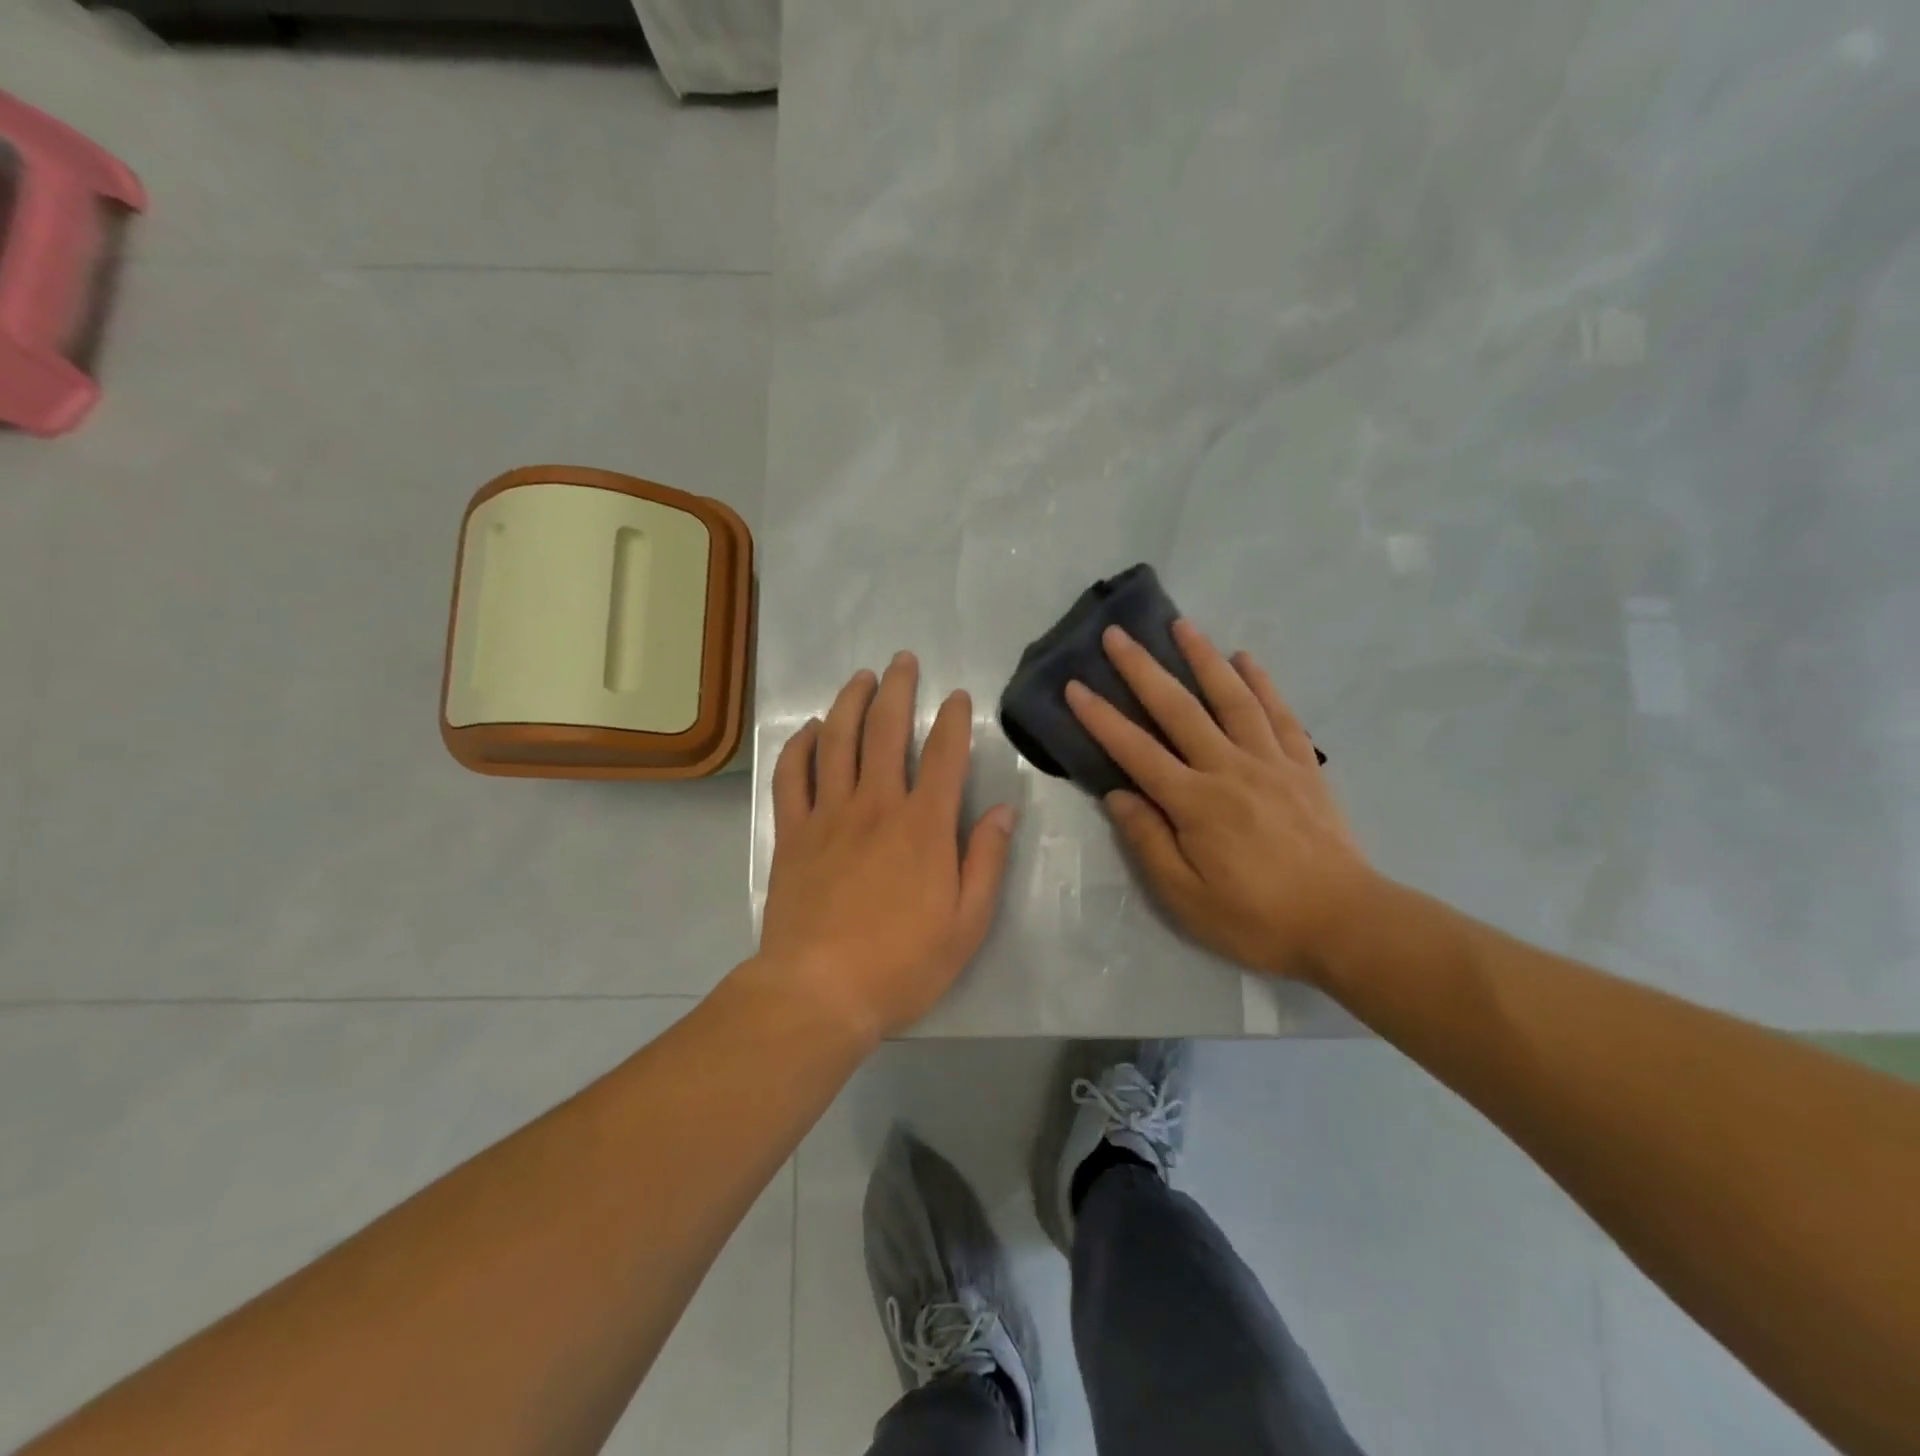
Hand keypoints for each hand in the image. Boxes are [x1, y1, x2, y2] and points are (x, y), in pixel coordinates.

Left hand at [756, 652, 1015, 1042]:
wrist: (819, 992)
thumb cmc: (901, 964)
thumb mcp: (966, 924)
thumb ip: (986, 861)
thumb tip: (1006, 811)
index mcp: (924, 826)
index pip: (945, 755)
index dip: (955, 720)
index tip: (958, 697)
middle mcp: (877, 805)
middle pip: (886, 730)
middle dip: (898, 689)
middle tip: (903, 660)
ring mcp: (828, 815)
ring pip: (838, 741)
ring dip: (850, 702)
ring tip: (861, 677)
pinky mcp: (792, 833)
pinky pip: (792, 776)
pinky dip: (801, 746)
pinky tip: (812, 730)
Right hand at [1065, 621, 1376, 980]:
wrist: (1346, 924)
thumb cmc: (1257, 918)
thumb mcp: (1185, 898)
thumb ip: (1148, 842)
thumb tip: (1118, 795)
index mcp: (1195, 802)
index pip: (1136, 751)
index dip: (1101, 718)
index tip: (1075, 687)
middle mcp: (1229, 769)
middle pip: (1179, 709)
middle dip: (1143, 669)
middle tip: (1116, 634)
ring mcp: (1270, 762)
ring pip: (1231, 698)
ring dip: (1202, 658)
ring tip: (1181, 625)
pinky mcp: (1302, 766)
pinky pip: (1279, 714)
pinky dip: (1262, 683)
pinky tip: (1246, 660)